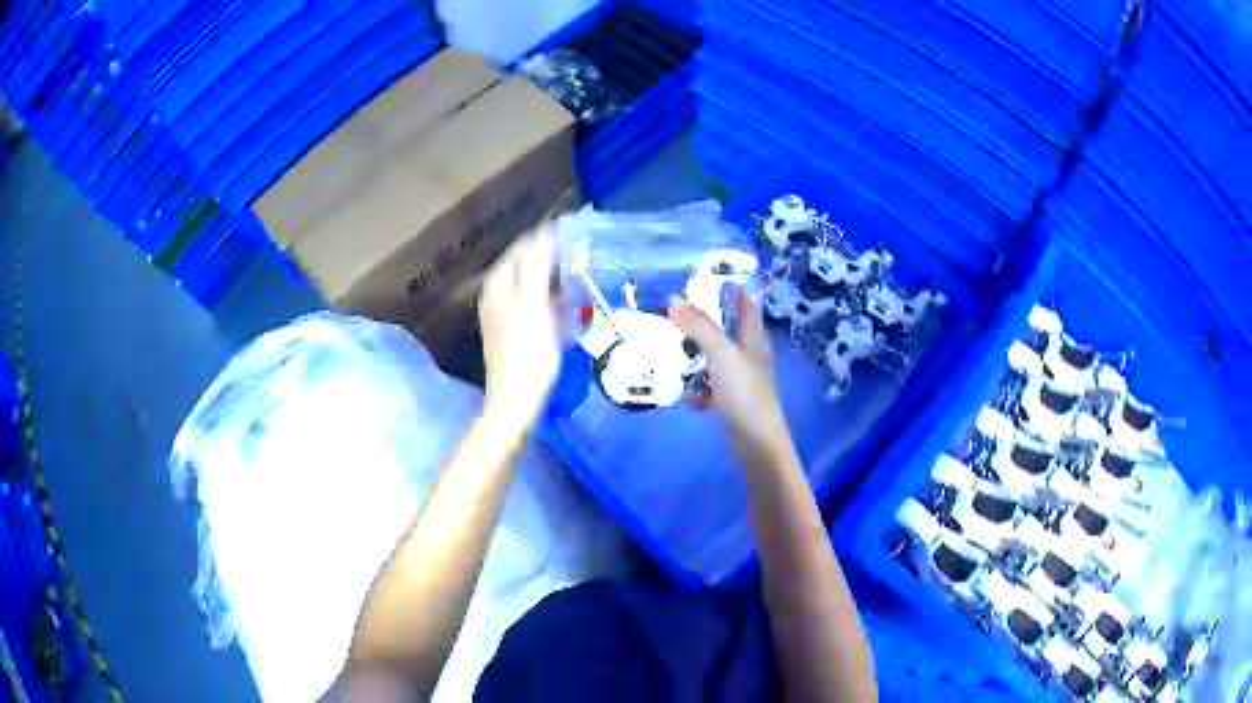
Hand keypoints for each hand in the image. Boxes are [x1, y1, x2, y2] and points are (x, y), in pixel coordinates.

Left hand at [479, 225, 562, 431]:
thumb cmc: (529, 355)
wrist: (516, 401)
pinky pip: (534, 301)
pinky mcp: (513, 328)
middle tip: (584, 257)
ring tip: (580, 278)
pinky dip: (551, 298)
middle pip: (526, 263)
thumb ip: (537, 268)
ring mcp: (503, 311)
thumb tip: (545, 234)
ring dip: (554, 278)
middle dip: (553, 257)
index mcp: (500, 283)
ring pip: (531, 282)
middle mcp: (497, 292)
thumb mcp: (535, 308)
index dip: (549, 237)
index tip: (578, 234)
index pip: (525, 246)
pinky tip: (567, 306)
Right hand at [669, 289, 796, 469]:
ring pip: (714, 359)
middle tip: (673, 316)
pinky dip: (698, 390)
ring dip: (695, 358)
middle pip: (725, 330)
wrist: (757, 444)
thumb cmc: (745, 394)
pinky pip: (710, 388)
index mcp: (752, 338)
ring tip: (672, 355)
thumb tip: (673, 299)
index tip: (706, 276)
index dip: (732, 287)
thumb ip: (699, 327)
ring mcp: (740, 380)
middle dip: (702, 323)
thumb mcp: (721, 355)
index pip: (747, 303)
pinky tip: (688, 398)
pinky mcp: (731, 402)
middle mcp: (748, 355)